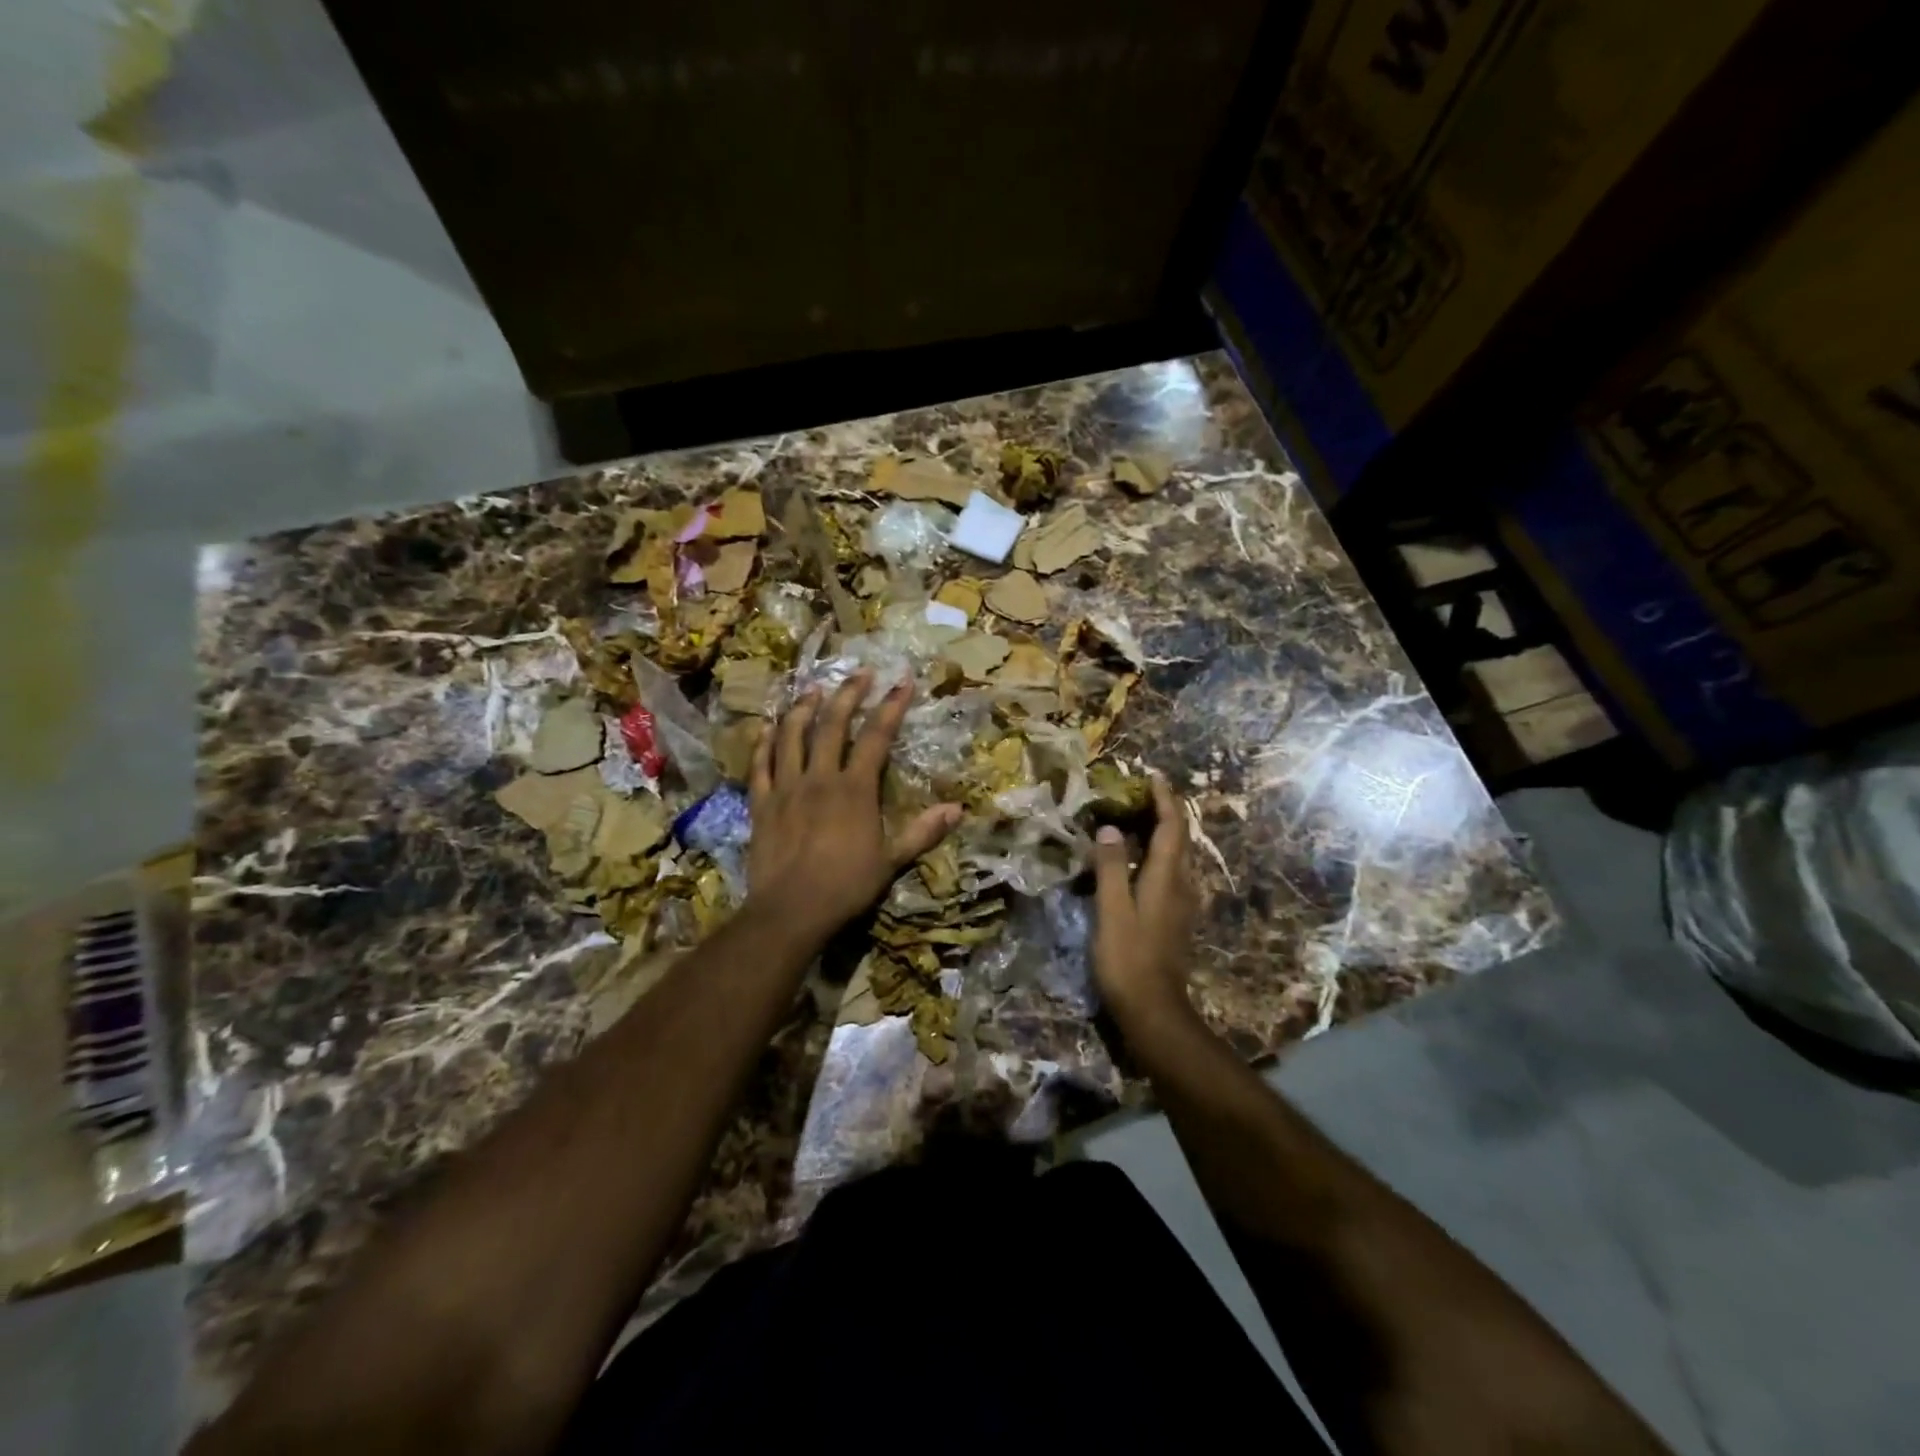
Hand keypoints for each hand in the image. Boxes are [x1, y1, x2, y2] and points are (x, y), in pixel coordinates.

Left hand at [746, 671, 960, 943]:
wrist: (791, 911)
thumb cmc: (846, 886)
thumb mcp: (891, 861)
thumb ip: (922, 832)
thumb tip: (957, 809)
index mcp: (854, 789)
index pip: (876, 737)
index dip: (890, 706)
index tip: (902, 681)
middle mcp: (819, 778)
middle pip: (832, 725)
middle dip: (847, 694)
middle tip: (859, 672)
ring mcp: (786, 787)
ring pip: (792, 736)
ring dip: (803, 708)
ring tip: (813, 689)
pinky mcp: (761, 802)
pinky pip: (760, 764)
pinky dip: (765, 742)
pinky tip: (769, 727)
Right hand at [1091, 774, 1198, 1028]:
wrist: (1155, 1011)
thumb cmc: (1128, 960)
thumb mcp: (1112, 911)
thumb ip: (1111, 868)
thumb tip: (1111, 828)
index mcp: (1166, 878)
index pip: (1171, 828)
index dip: (1164, 799)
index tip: (1153, 776)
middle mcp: (1181, 885)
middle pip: (1180, 839)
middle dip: (1165, 811)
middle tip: (1140, 793)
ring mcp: (1182, 905)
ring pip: (1177, 857)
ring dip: (1162, 833)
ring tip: (1138, 819)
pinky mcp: (1176, 920)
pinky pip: (1171, 874)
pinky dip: (1157, 855)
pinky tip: (1139, 862)